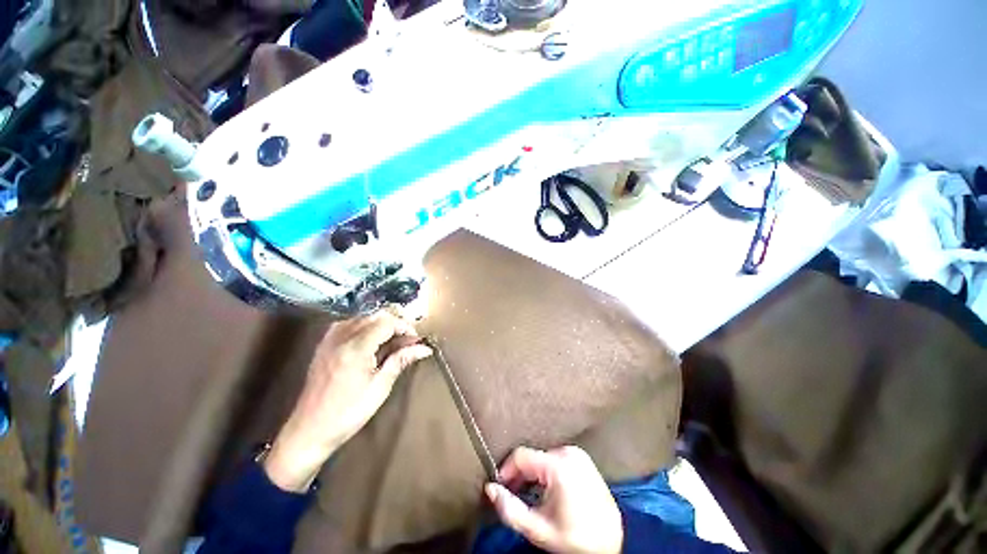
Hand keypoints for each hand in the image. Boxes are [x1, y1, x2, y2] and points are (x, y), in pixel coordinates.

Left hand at [264, 311, 431, 491]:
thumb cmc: (348, 413)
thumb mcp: (380, 387)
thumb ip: (401, 360)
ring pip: (364, 318)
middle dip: (396, 325)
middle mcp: (341, 336)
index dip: (405, 327)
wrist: (309, 430)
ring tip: (392, 343)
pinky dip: (366, 327)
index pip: (387, 322)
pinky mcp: (324, 344)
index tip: (416, 340)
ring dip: (382, 325)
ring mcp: (330, 338)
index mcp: (356, 347)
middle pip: (376, 316)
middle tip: (407, 342)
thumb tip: (424, 348)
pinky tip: (371, 342)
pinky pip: (350, 324)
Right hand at [485, 446, 622, 553]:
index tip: (499, 488)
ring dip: (532, 473)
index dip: (506, 471)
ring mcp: (576, 453)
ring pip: (542, 457)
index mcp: (558, 465)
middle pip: (532, 457)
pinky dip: (545, 471)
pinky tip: (545, 489)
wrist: (613, 541)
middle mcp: (567, 451)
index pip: (521, 456)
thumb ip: (510, 509)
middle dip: (519, 475)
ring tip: (528, 494)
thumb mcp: (539, 530)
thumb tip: (490, 488)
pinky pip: (554, 458)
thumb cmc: (575, 538)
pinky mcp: (581, 457)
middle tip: (513, 495)